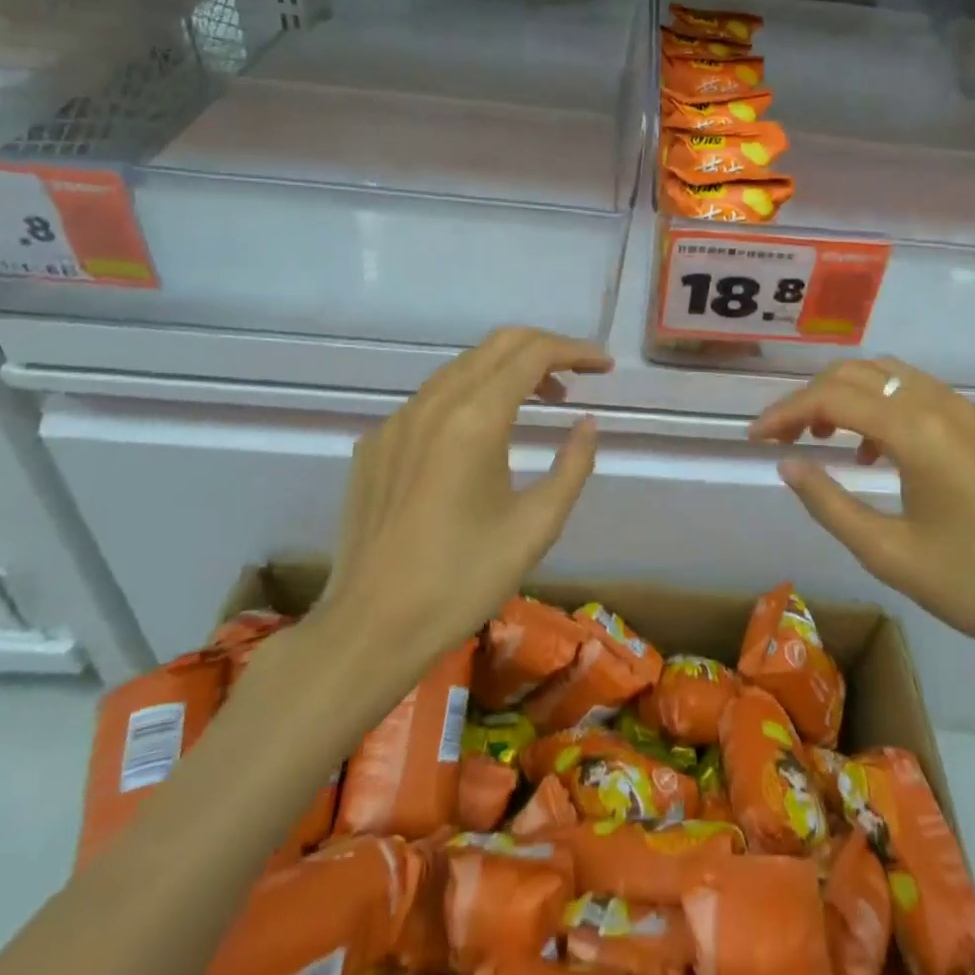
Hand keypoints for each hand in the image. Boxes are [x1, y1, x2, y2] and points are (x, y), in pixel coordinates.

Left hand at [299, 327, 611, 678]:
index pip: (532, 354)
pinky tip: (482, 432)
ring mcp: (397, 420)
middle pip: (497, 345)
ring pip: (463, 366)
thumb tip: (587, 424)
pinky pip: (432, 397)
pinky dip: (471, 393)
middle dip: (544, 348)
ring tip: (541, 400)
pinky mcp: (375, 443)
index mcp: (474, 419)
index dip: (575, 351)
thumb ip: (573, 466)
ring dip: (507, 369)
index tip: (604, 365)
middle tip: (577, 375)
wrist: (369, 629)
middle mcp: (432, 404)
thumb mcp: (536, 527)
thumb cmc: (462, 581)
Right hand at [749, 359, 974, 668]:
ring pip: (892, 376)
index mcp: (917, 431)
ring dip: (849, 396)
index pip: (832, 396)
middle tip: (785, 437)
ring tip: (826, 440)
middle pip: (860, 372)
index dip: (785, 412)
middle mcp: (942, 404)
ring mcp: (971, 411)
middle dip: (813, 396)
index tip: (755, 438)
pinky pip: (922, 395)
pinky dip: (886, 407)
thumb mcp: (893, 556)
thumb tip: (788, 465)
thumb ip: (831, 504)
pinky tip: (881, 454)